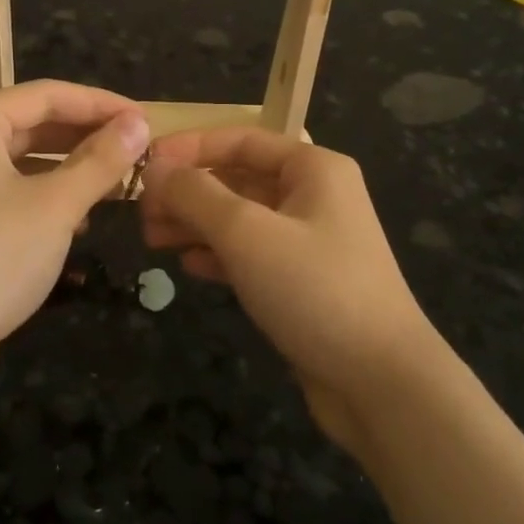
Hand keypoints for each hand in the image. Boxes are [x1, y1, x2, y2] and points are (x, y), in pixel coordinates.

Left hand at [0, 81, 149, 410]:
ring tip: (119, 182)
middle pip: (35, 124)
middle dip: (88, 137)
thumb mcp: (54, 206)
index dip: (101, 104)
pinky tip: (81, 219)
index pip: (48, 95)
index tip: (147, 119)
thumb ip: (100, 160)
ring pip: (26, 160)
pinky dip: (48, 197)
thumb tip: (138, 124)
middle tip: (139, 150)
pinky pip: (12, 191)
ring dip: (72, 169)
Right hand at [138, 128, 440, 449]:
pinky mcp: (304, 282)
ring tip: (151, 238)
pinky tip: (187, 265)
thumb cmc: (314, 289)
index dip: (190, 148)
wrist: (381, 383)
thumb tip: (155, 167)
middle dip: (189, 191)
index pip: (240, 140)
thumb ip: (196, 194)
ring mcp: (311, 241)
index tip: (145, 164)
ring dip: (197, 224)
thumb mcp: (247, 233)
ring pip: (241, 219)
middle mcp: (314, 196)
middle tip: (141, 211)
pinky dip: (219, 255)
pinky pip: (252, 254)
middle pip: (238, 179)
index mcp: (313, 169)